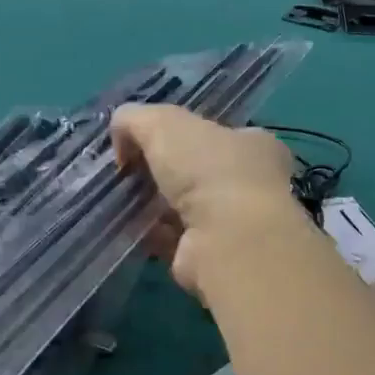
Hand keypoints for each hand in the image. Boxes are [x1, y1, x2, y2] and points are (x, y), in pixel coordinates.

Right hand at [111, 104, 301, 295]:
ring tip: (123, 200)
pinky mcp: (211, 255)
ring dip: (153, 205)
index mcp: (253, 144)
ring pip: (184, 208)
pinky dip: (151, 233)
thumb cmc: (206, 169)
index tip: (146, 142)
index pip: (214, 134)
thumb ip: (135, 119)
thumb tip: (121, 137)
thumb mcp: (162, 123)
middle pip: (196, 172)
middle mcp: (250, 183)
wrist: (225, 238)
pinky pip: (173, 239)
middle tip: (128, 173)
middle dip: (162, 173)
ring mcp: (233, 223)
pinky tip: (131, 227)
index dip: (178, 135)